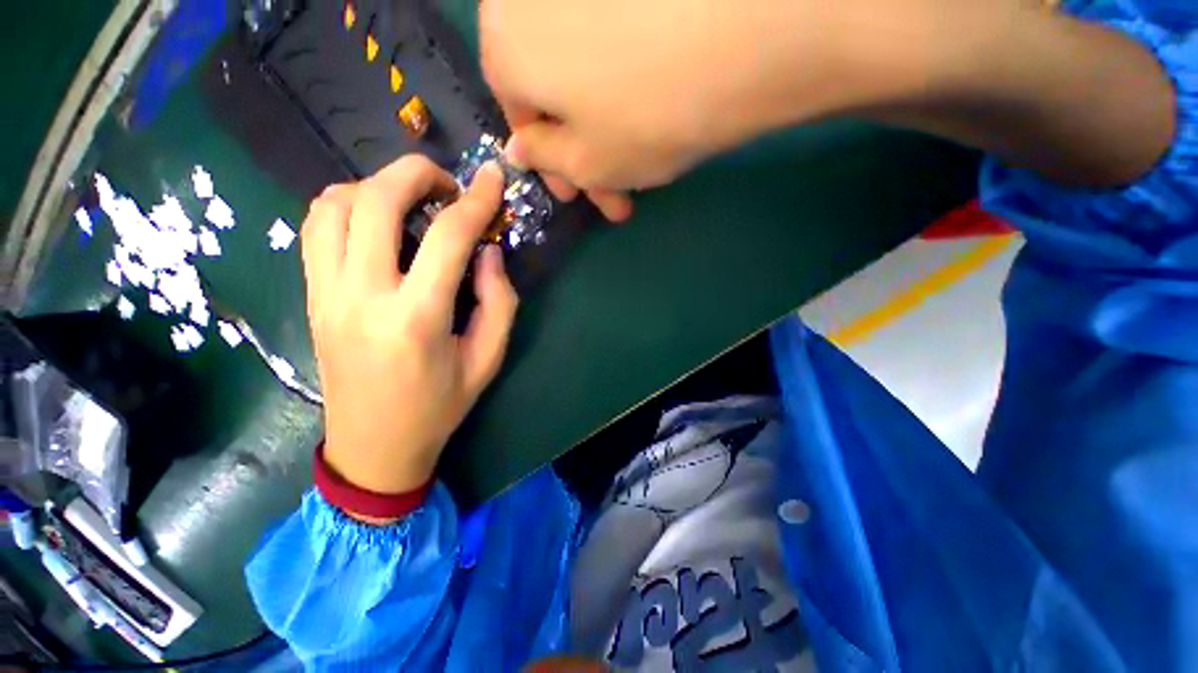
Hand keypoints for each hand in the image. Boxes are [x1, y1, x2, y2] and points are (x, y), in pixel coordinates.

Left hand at [302, 156, 517, 503]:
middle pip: (378, 198)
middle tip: (440, 187)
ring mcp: (328, 293)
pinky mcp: (312, 296)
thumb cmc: (430, 413)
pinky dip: (339, 205)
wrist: (370, 450)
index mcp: (413, 320)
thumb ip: (499, 302)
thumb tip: (488, 249)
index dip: (477, 196)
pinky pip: (313, 228)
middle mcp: (362, 296)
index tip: (492, 178)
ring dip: (371, 186)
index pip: (447, 233)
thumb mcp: (483, 365)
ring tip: (397, 202)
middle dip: (417, 172)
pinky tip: (363, 221)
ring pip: (334, 203)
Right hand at [480, 0, 896, 217]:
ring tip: (659, 129)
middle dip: (587, 131)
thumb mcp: (596, 162)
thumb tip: (523, 147)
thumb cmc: (657, 106)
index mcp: (504, 45)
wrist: (755, 35)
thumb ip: (550, 161)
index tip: (588, 191)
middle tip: (628, 169)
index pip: (519, 113)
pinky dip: (637, 55)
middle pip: (554, 76)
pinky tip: (669, 78)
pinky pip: (621, 21)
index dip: (555, 160)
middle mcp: (533, 1)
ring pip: (589, 49)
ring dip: (612, 95)